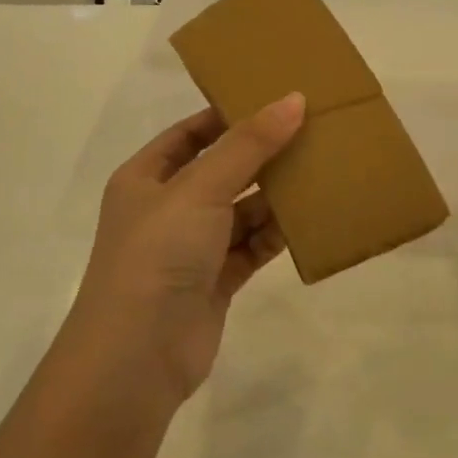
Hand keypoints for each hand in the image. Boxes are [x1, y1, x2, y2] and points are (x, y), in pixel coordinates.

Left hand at [71, 95, 306, 401]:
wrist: (136, 358)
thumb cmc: (158, 254)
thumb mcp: (200, 188)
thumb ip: (248, 145)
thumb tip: (293, 100)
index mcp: (145, 178)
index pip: (189, 134)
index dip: (226, 116)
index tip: (272, 99)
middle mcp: (166, 209)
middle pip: (220, 170)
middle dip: (260, 155)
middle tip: (310, 131)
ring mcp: (190, 247)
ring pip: (240, 210)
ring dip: (274, 195)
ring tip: (321, 169)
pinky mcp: (215, 281)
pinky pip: (251, 246)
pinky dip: (276, 234)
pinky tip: (312, 218)